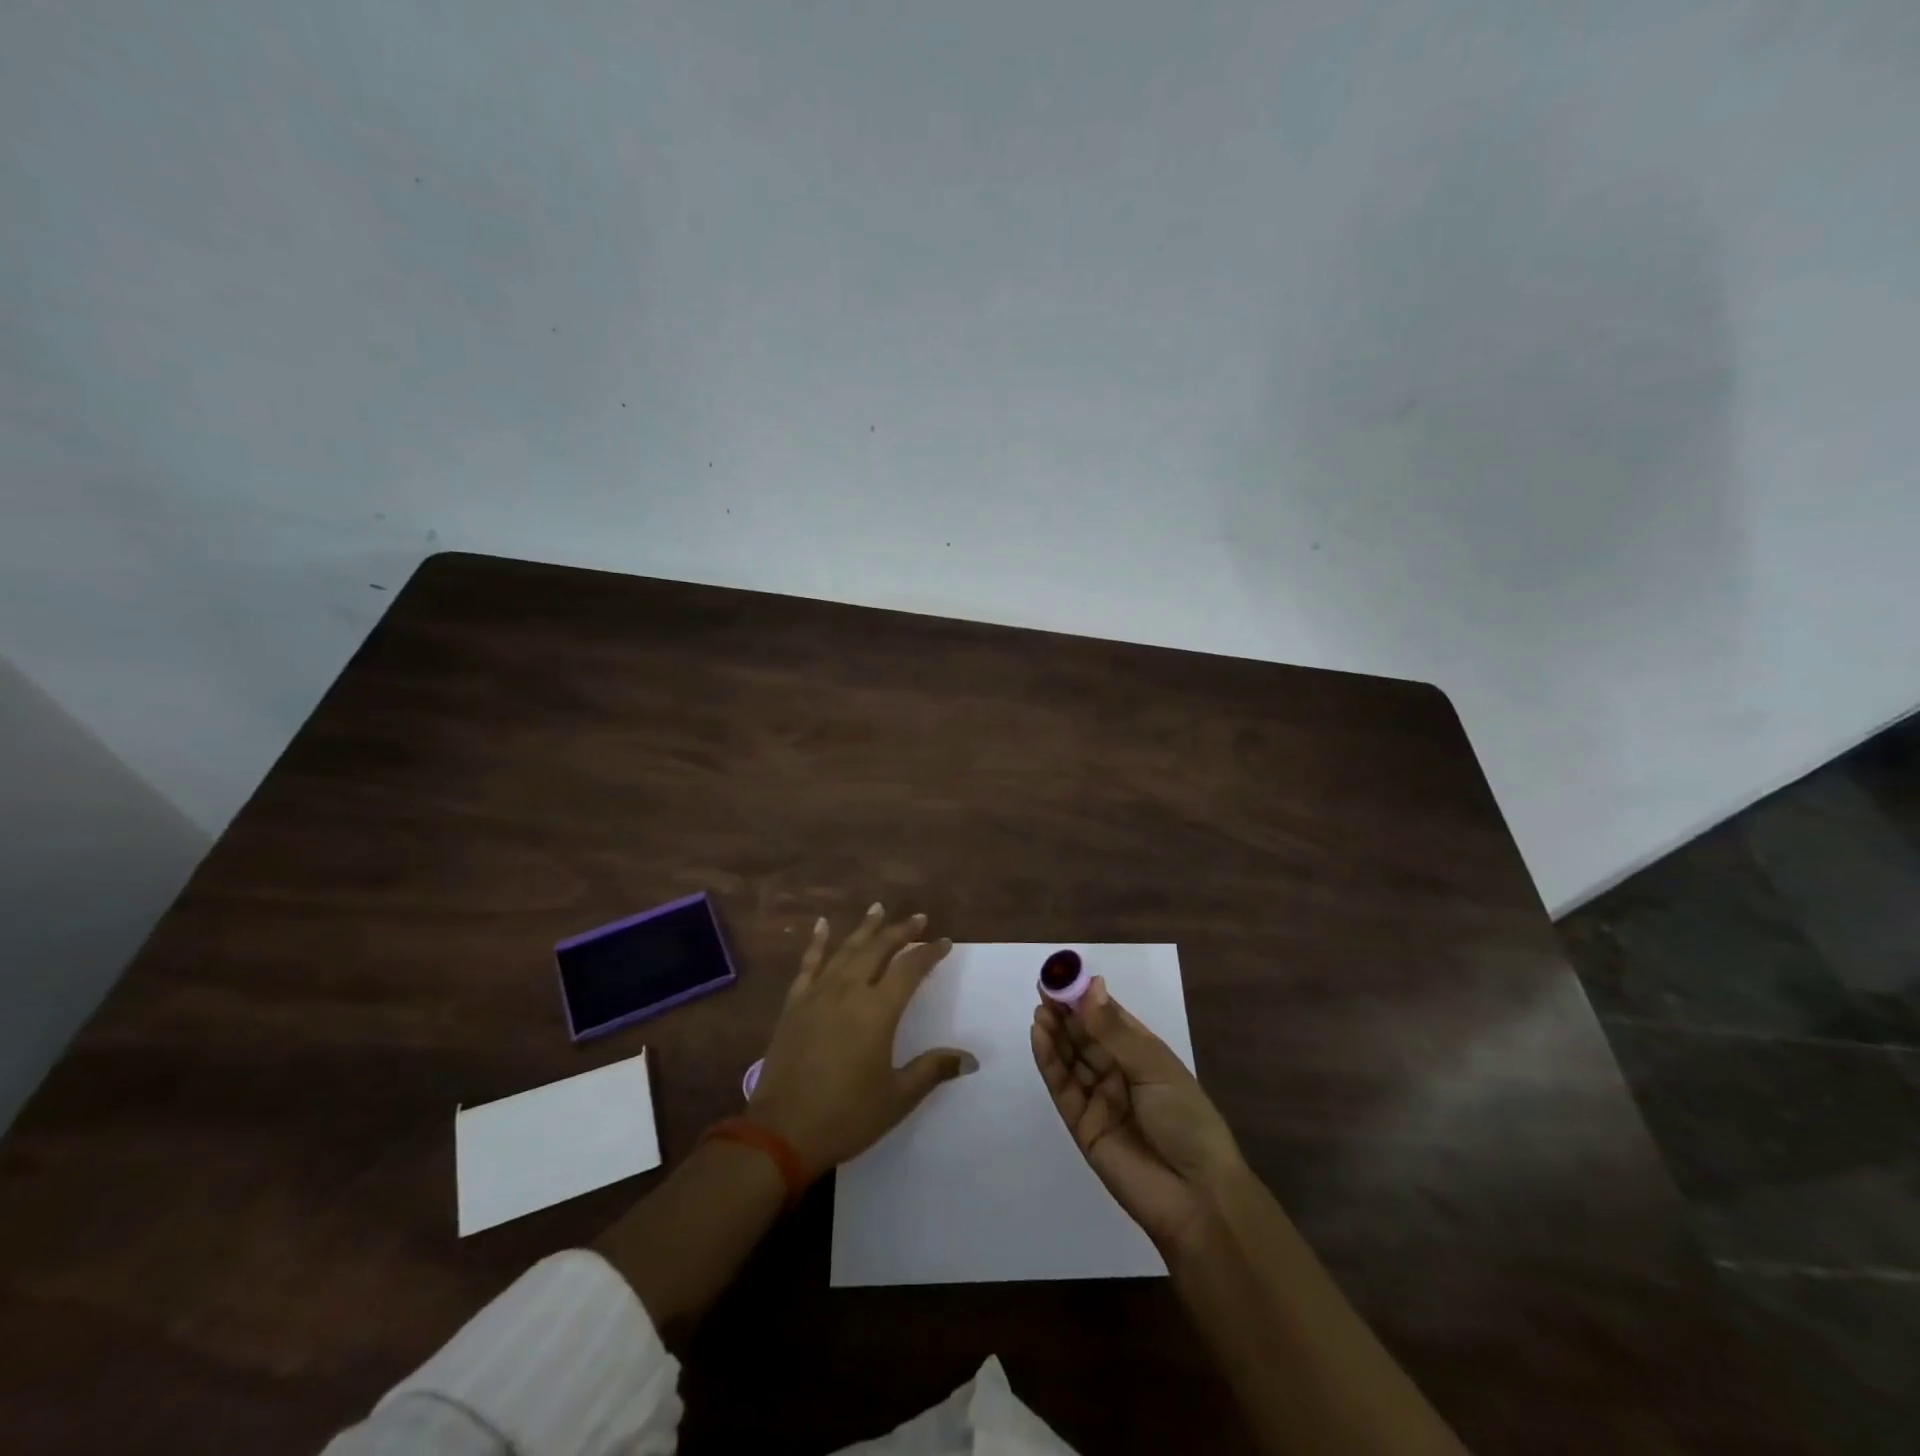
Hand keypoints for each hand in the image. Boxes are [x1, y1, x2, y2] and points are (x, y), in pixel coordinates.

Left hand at [750, 904, 976, 1172]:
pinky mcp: (794, 1004)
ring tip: (878, 907)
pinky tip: (822, 925)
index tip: (945, 942)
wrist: (781, 1132)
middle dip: (900, 931)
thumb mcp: (897, 1098)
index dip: (929, 952)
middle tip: (918, 918)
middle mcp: (850, 991)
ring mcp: (818, 994)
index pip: (910, 969)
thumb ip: (933, 1070)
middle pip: (879, 949)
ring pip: (846, 949)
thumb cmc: (847, 1116)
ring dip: (865, 928)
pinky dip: (817, 942)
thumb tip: (971, 1058)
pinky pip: (808, 963)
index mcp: (878, 1011)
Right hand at [1032, 975, 1243, 1253]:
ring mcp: (1099, 1099)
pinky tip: (1039, 1036)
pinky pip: (1062, 1087)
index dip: (1086, 997)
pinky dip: (1049, 1061)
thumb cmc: (1186, 1120)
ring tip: (1040, 1009)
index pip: (1109, 1018)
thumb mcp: (1154, 1067)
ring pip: (1070, 1058)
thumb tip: (1091, 986)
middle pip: (1085, 1036)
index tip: (1063, 975)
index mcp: (1144, 1055)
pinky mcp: (1081, 1125)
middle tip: (1044, 988)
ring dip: (1054, 1033)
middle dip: (1065, 1012)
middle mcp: (1119, 1072)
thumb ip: (1114, 1031)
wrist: (1196, 1197)